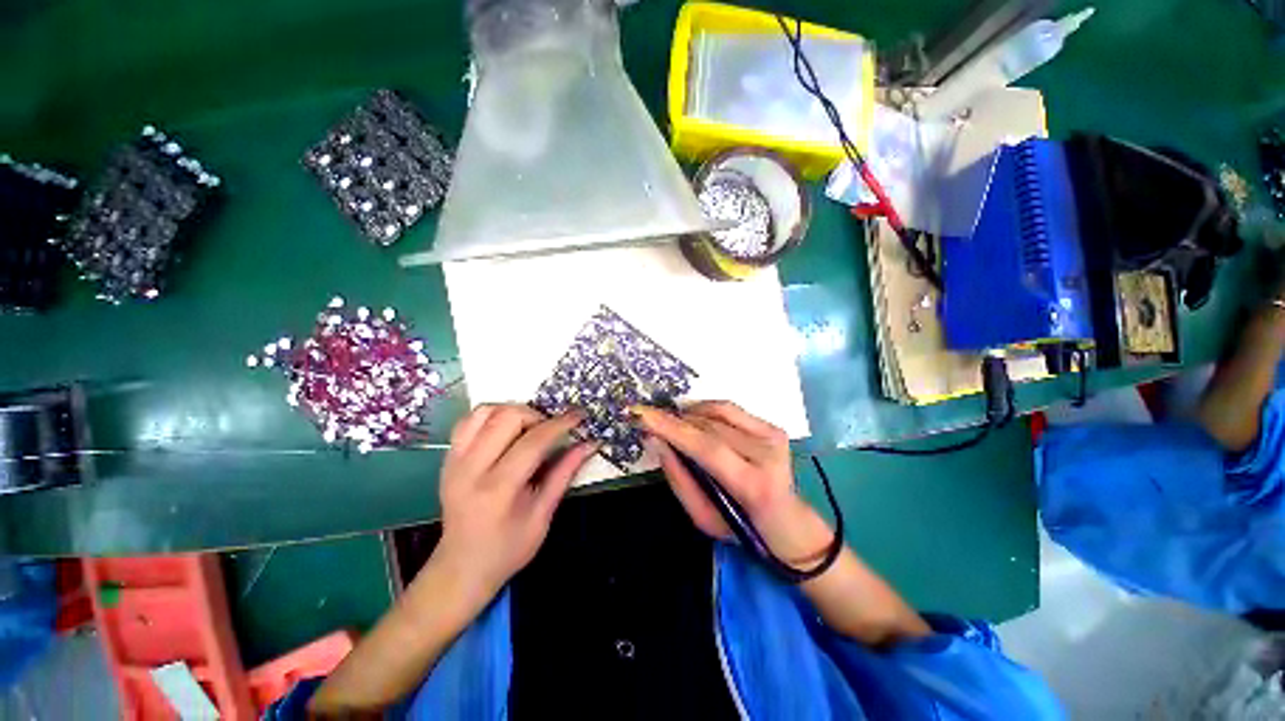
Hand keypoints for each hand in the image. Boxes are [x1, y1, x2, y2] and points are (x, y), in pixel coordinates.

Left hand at [434, 404, 595, 599]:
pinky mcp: (447, 458)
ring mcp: (454, 461)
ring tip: (530, 427)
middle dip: (537, 415)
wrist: (460, 568)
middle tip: (551, 430)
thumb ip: (565, 473)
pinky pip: (469, 421)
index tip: (579, 415)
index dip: (560, 424)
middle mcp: (471, 469)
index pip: (533, 441)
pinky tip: (506, 430)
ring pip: (485, 411)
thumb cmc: (508, 548)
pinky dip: (492, 416)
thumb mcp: (543, 515)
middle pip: (507, 417)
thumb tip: (590, 444)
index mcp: (498, 489)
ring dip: (514, 411)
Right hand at [634, 401, 833, 564]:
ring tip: (670, 422)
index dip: (671, 428)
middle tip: (648, 418)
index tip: (641, 414)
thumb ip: (678, 478)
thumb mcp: (703, 518)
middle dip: (674, 420)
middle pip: (710, 427)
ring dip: (688, 414)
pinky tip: (692, 417)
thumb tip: (655, 440)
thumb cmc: (741, 528)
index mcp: (752, 484)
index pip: (706, 447)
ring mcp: (773, 436)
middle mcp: (767, 454)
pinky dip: (705, 409)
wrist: (788, 523)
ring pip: (718, 413)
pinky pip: (730, 409)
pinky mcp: (773, 427)